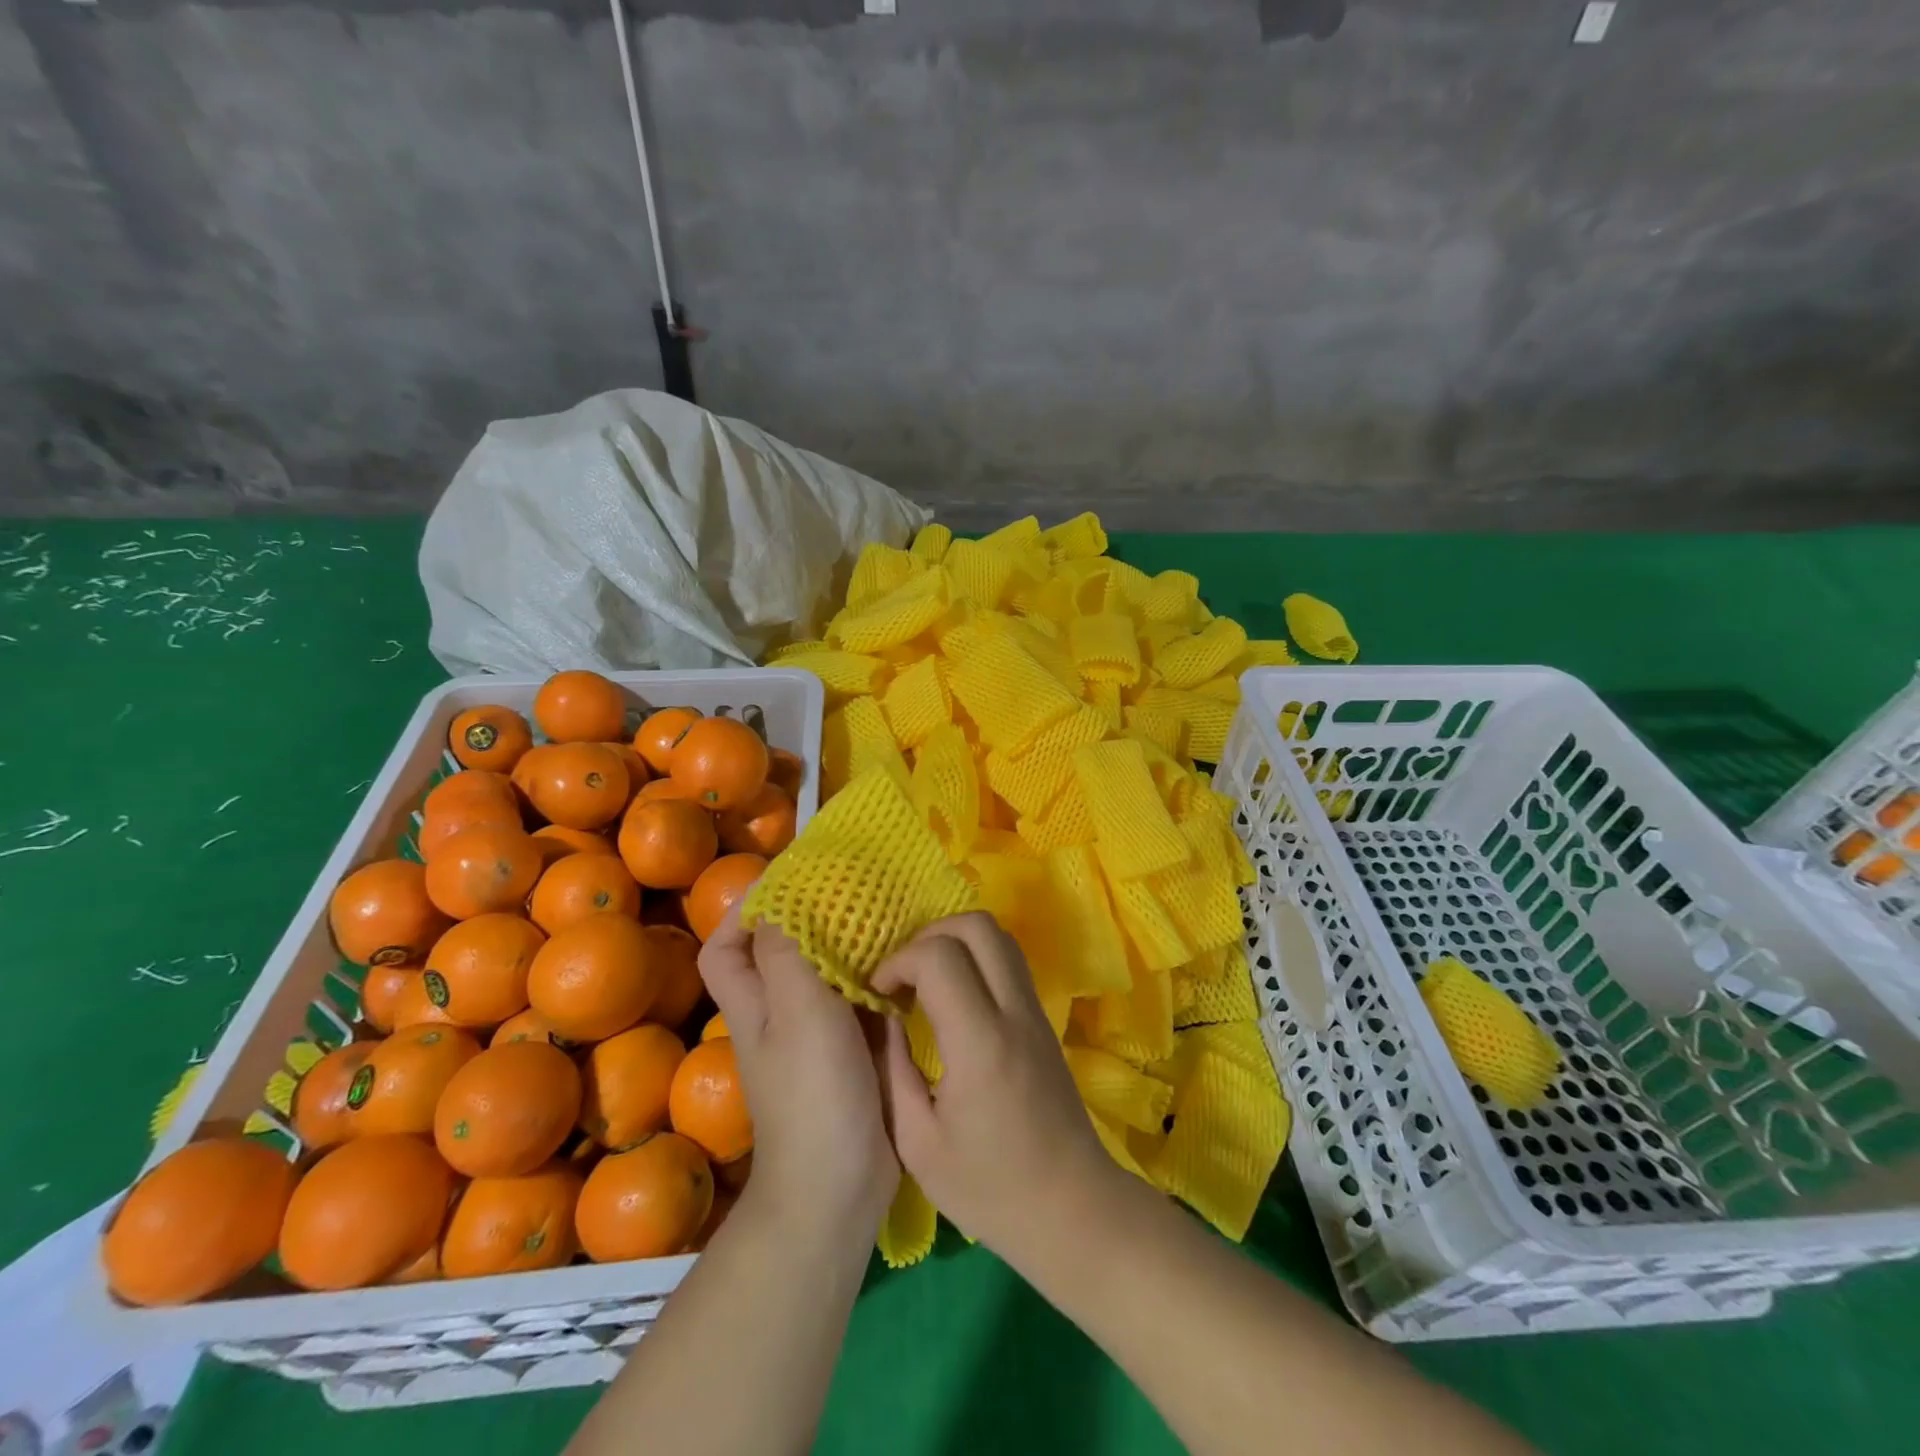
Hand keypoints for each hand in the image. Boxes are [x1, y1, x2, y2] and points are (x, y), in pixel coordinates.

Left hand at [698, 908, 899, 1235]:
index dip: (746, 910)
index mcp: (754, 1002)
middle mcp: (781, 1012)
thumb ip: (784, 953)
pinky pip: (861, 996)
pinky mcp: (855, 1049)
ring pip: (826, 970)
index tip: (790, 880)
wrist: (841, 1185)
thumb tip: (775, 903)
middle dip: (808, 917)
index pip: (727, 946)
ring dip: (849, 941)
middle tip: (850, 886)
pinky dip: (878, 972)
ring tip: (884, 909)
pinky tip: (907, 957)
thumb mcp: (797, 1011)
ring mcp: (819, 1033)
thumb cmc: (812, 1093)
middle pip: (780, 952)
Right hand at [872, 912, 1118, 1267]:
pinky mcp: (1043, 1018)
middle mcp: (1013, 1012)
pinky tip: (954, 996)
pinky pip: (1009, 960)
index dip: (899, 962)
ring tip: (926, 981)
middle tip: (903, 976)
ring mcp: (1035, 1010)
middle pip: (976, 925)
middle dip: (928, 936)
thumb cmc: (989, 1189)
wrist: (1072, 1208)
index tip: (879, 994)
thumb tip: (879, 1018)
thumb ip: (892, 1071)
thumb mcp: (918, 1144)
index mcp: (980, 1043)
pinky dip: (975, 957)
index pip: (939, 957)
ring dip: (954, 941)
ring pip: (998, 935)